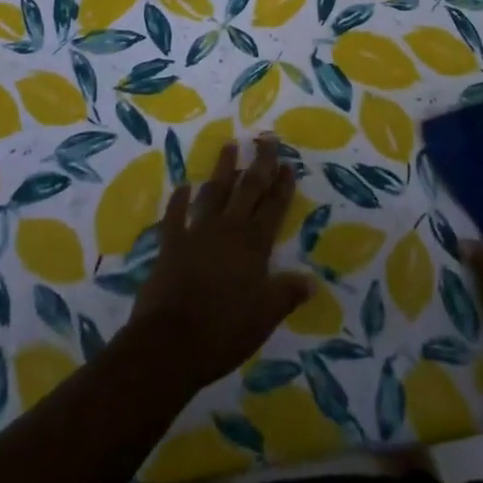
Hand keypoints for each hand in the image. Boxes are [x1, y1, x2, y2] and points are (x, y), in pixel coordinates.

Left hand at [130, 136, 313, 390]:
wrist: (169, 344)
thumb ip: (287, 294)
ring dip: (223, 169)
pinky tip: (183, 186)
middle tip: (267, 138)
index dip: (282, 185)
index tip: (289, 163)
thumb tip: (313, 281)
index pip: (273, 207)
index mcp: (253, 245)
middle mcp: (228, 229)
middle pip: (247, 189)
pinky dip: (179, 200)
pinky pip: (175, 216)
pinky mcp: (170, 244)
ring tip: (229, 145)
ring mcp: (197, 233)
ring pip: (214, 193)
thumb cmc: (223, 331)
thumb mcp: (264, 317)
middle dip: (260, 163)